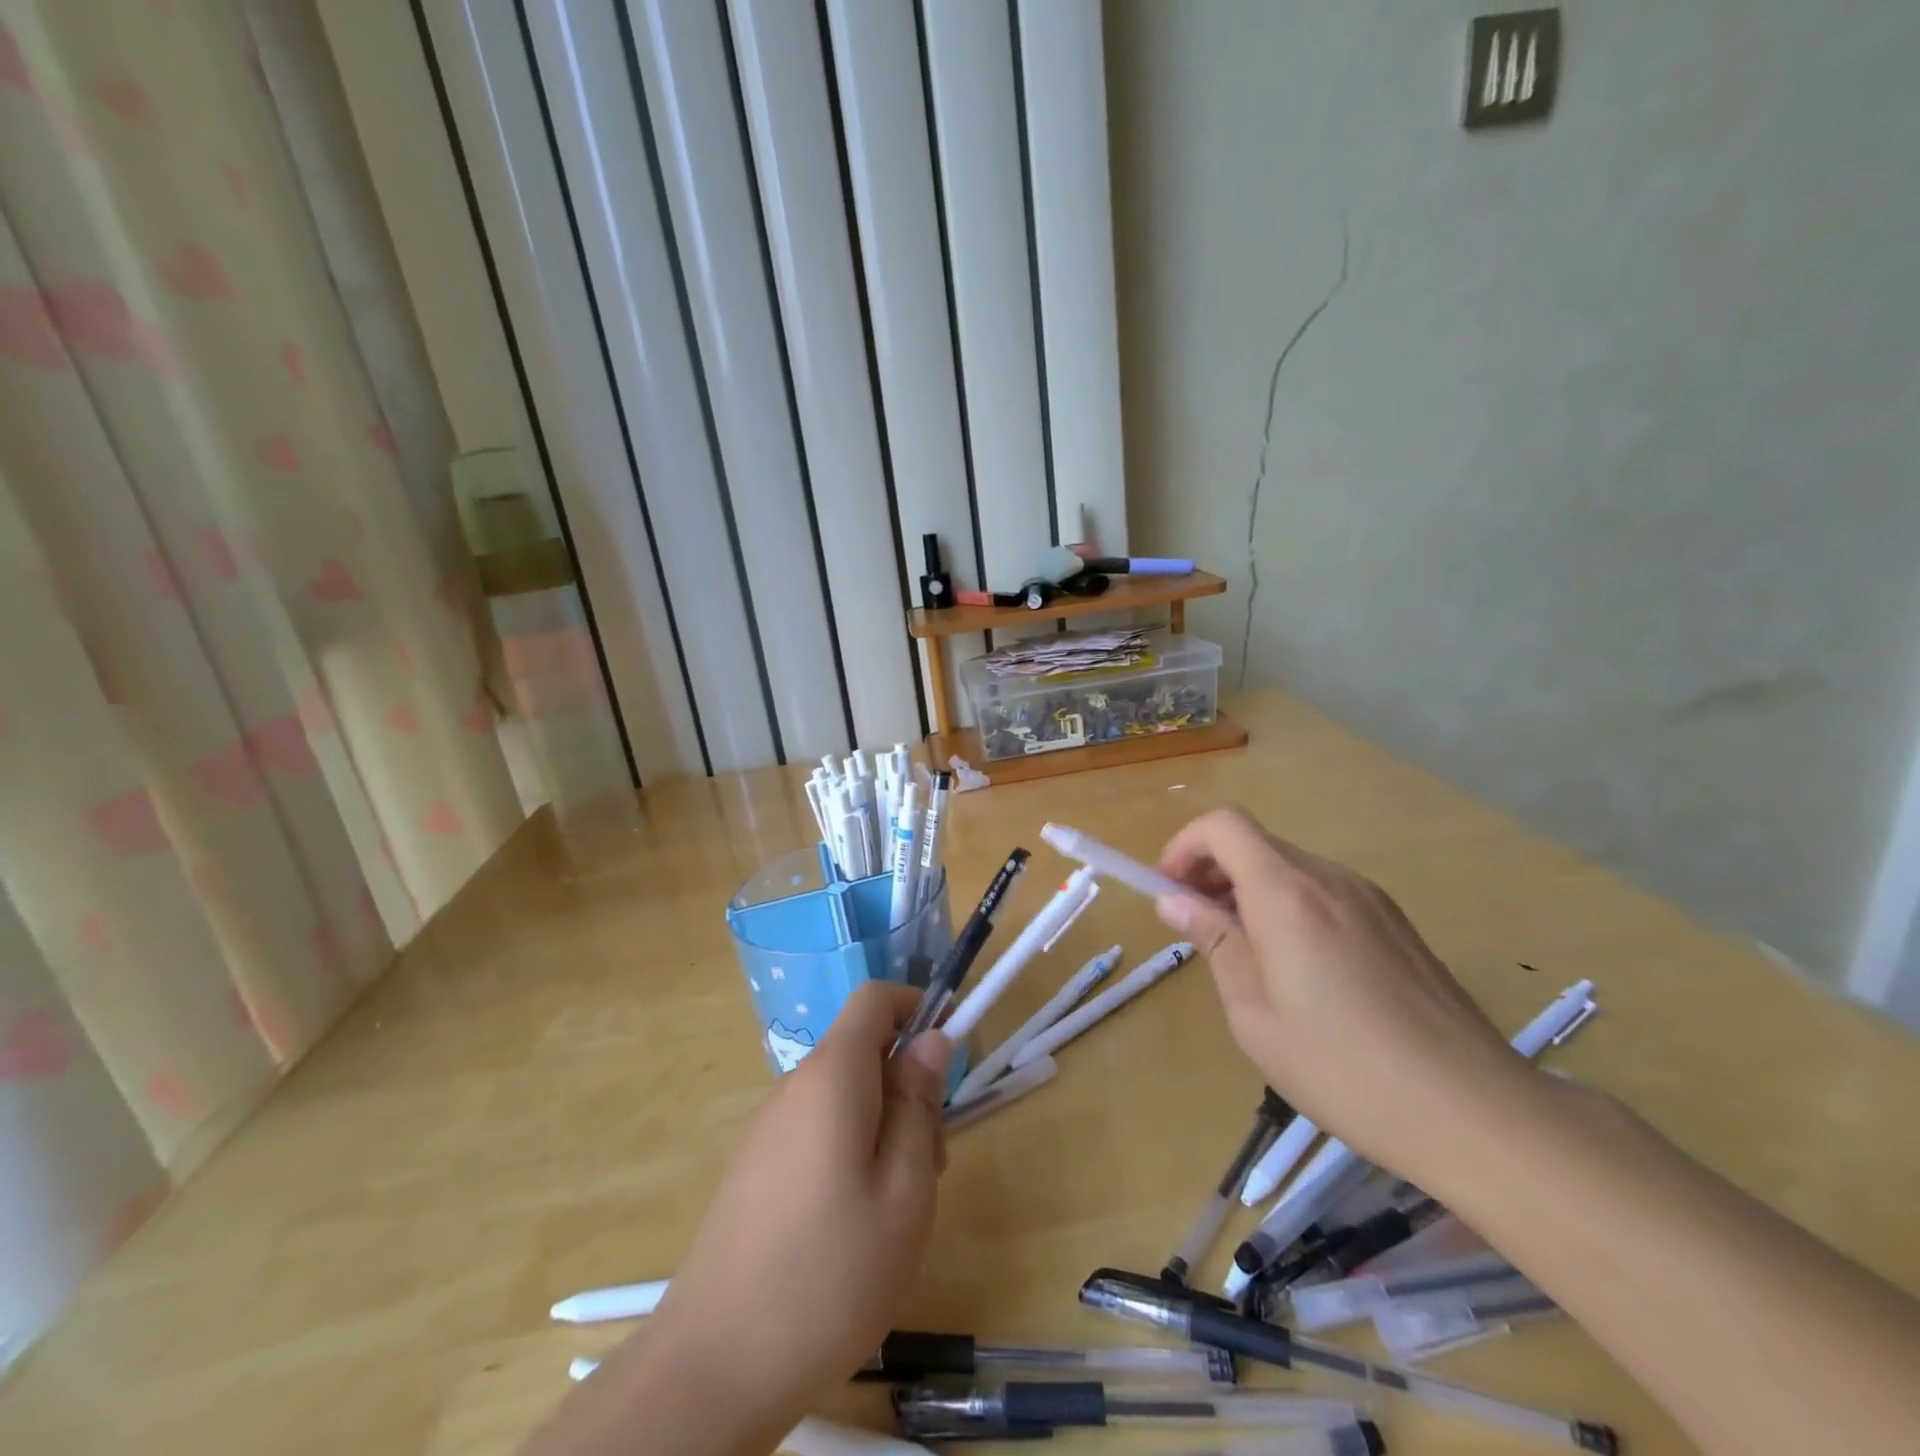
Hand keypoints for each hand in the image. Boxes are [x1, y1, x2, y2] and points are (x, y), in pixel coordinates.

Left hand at [547, 983, 952, 1455]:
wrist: (714, 1368)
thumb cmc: (831, 1274)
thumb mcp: (904, 1189)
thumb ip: (919, 1102)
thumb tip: (932, 1038)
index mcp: (831, 1076)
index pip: (874, 998)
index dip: (917, 1008)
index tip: (948, 1058)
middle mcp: (794, 1087)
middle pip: (863, 1052)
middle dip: (907, 1086)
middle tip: (928, 1165)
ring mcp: (768, 1129)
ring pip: (844, 1097)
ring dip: (883, 1127)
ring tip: (895, 1209)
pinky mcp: (755, 1168)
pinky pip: (816, 1131)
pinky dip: (850, 1152)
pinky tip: (853, 1227)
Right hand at [1154, 806, 1530, 1182]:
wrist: (1474, 1110)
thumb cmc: (1344, 1069)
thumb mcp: (1254, 1015)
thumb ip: (1215, 943)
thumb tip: (1175, 901)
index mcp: (1287, 895)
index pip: (1225, 825)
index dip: (1186, 845)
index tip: (1169, 889)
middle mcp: (1330, 879)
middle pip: (1256, 843)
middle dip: (1212, 869)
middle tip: (1196, 924)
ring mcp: (1369, 897)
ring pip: (1289, 866)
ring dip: (1250, 888)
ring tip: (1243, 951)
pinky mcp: (1395, 921)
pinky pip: (1324, 891)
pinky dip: (1288, 904)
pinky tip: (1297, 967)